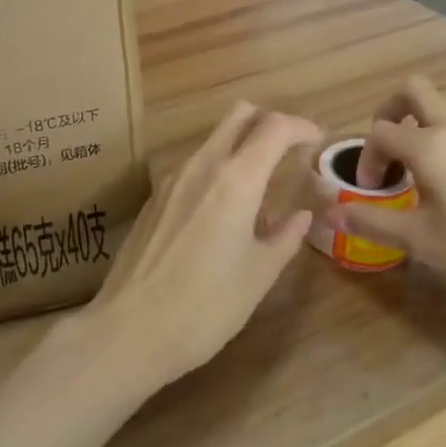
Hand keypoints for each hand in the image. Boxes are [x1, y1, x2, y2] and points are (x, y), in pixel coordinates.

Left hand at [82, 102, 319, 392]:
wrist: (128, 331)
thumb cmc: (205, 306)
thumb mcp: (258, 276)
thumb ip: (285, 237)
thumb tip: (301, 215)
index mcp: (236, 179)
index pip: (275, 127)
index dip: (302, 127)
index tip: (317, 141)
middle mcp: (202, 166)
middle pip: (239, 115)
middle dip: (269, 122)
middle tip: (290, 151)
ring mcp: (172, 179)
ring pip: (214, 139)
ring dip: (242, 147)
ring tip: (260, 190)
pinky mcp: (154, 198)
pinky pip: (195, 165)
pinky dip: (218, 170)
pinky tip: (223, 213)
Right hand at [337, 77, 445, 336]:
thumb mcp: (418, 242)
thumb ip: (370, 221)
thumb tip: (329, 212)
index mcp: (432, 145)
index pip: (380, 131)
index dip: (365, 158)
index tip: (369, 192)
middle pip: (415, 92)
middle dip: (390, 110)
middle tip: (385, 151)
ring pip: (445, 117)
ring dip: (420, 135)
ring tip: (416, 182)